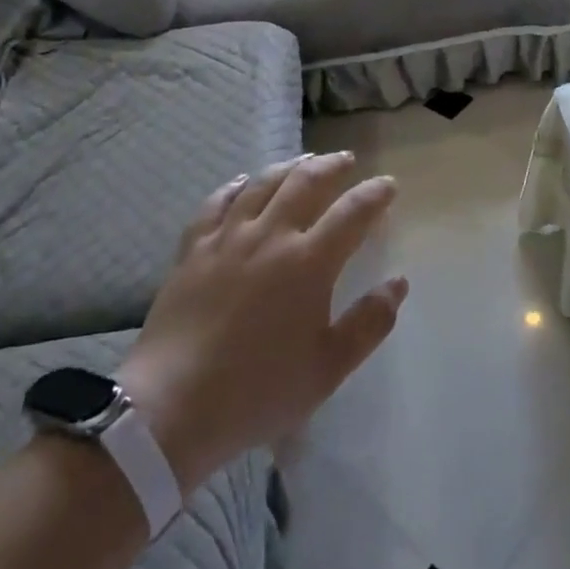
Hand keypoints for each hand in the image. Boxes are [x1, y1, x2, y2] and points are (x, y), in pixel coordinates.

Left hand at [117, 153, 407, 494]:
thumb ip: (369, 323)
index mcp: (309, 262)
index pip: (352, 213)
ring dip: (289, 166)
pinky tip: (242, 182)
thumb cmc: (258, 391)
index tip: (389, 184)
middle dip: (332, 166)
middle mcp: (270, 236)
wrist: (171, 408)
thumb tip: (398, 282)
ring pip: (262, 184)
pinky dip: (234, 186)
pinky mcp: (192, 250)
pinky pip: (216, 203)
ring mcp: (227, 238)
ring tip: (304, 160)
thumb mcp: (328, 368)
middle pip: (306, 183)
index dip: (375, 194)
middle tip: (347, 161)